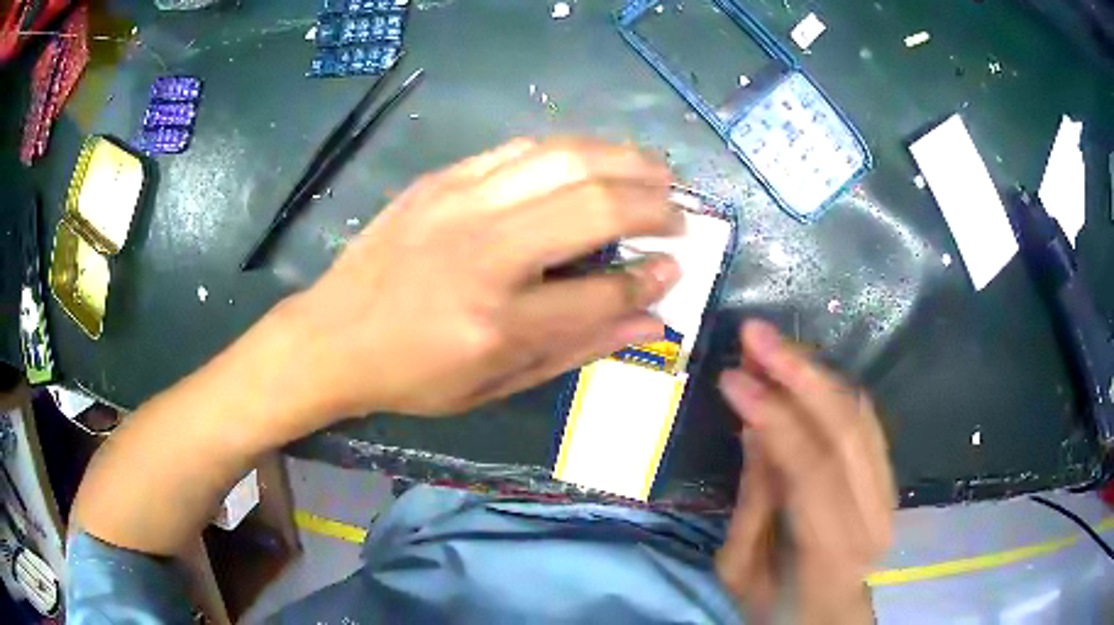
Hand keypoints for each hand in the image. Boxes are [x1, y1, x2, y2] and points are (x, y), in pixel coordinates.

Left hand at [279, 137, 683, 426]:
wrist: (332, 335)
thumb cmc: (412, 376)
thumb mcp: (494, 387)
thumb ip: (576, 349)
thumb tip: (650, 321)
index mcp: (497, 323)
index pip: (602, 292)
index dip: (651, 279)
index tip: (676, 268)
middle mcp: (484, 253)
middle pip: (595, 206)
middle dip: (654, 205)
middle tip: (679, 214)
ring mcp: (459, 204)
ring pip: (563, 158)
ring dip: (624, 160)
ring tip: (655, 171)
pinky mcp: (442, 180)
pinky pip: (521, 148)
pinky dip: (570, 149)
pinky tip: (594, 159)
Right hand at [716, 320, 895, 623]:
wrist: (830, 622)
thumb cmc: (778, 608)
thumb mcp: (741, 569)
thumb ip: (754, 498)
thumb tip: (754, 424)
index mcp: (832, 550)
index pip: (808, 465)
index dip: (771, 413)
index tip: (731, 375)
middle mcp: (873, 515)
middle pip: (844, 427)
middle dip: (798, 372)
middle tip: (755, 334)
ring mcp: (889, 494)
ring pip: (860, 415)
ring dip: (816, 372)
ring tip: (774, 344)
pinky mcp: (890, 480)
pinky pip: (868, 420)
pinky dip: (835, 388)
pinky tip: (806, 370)